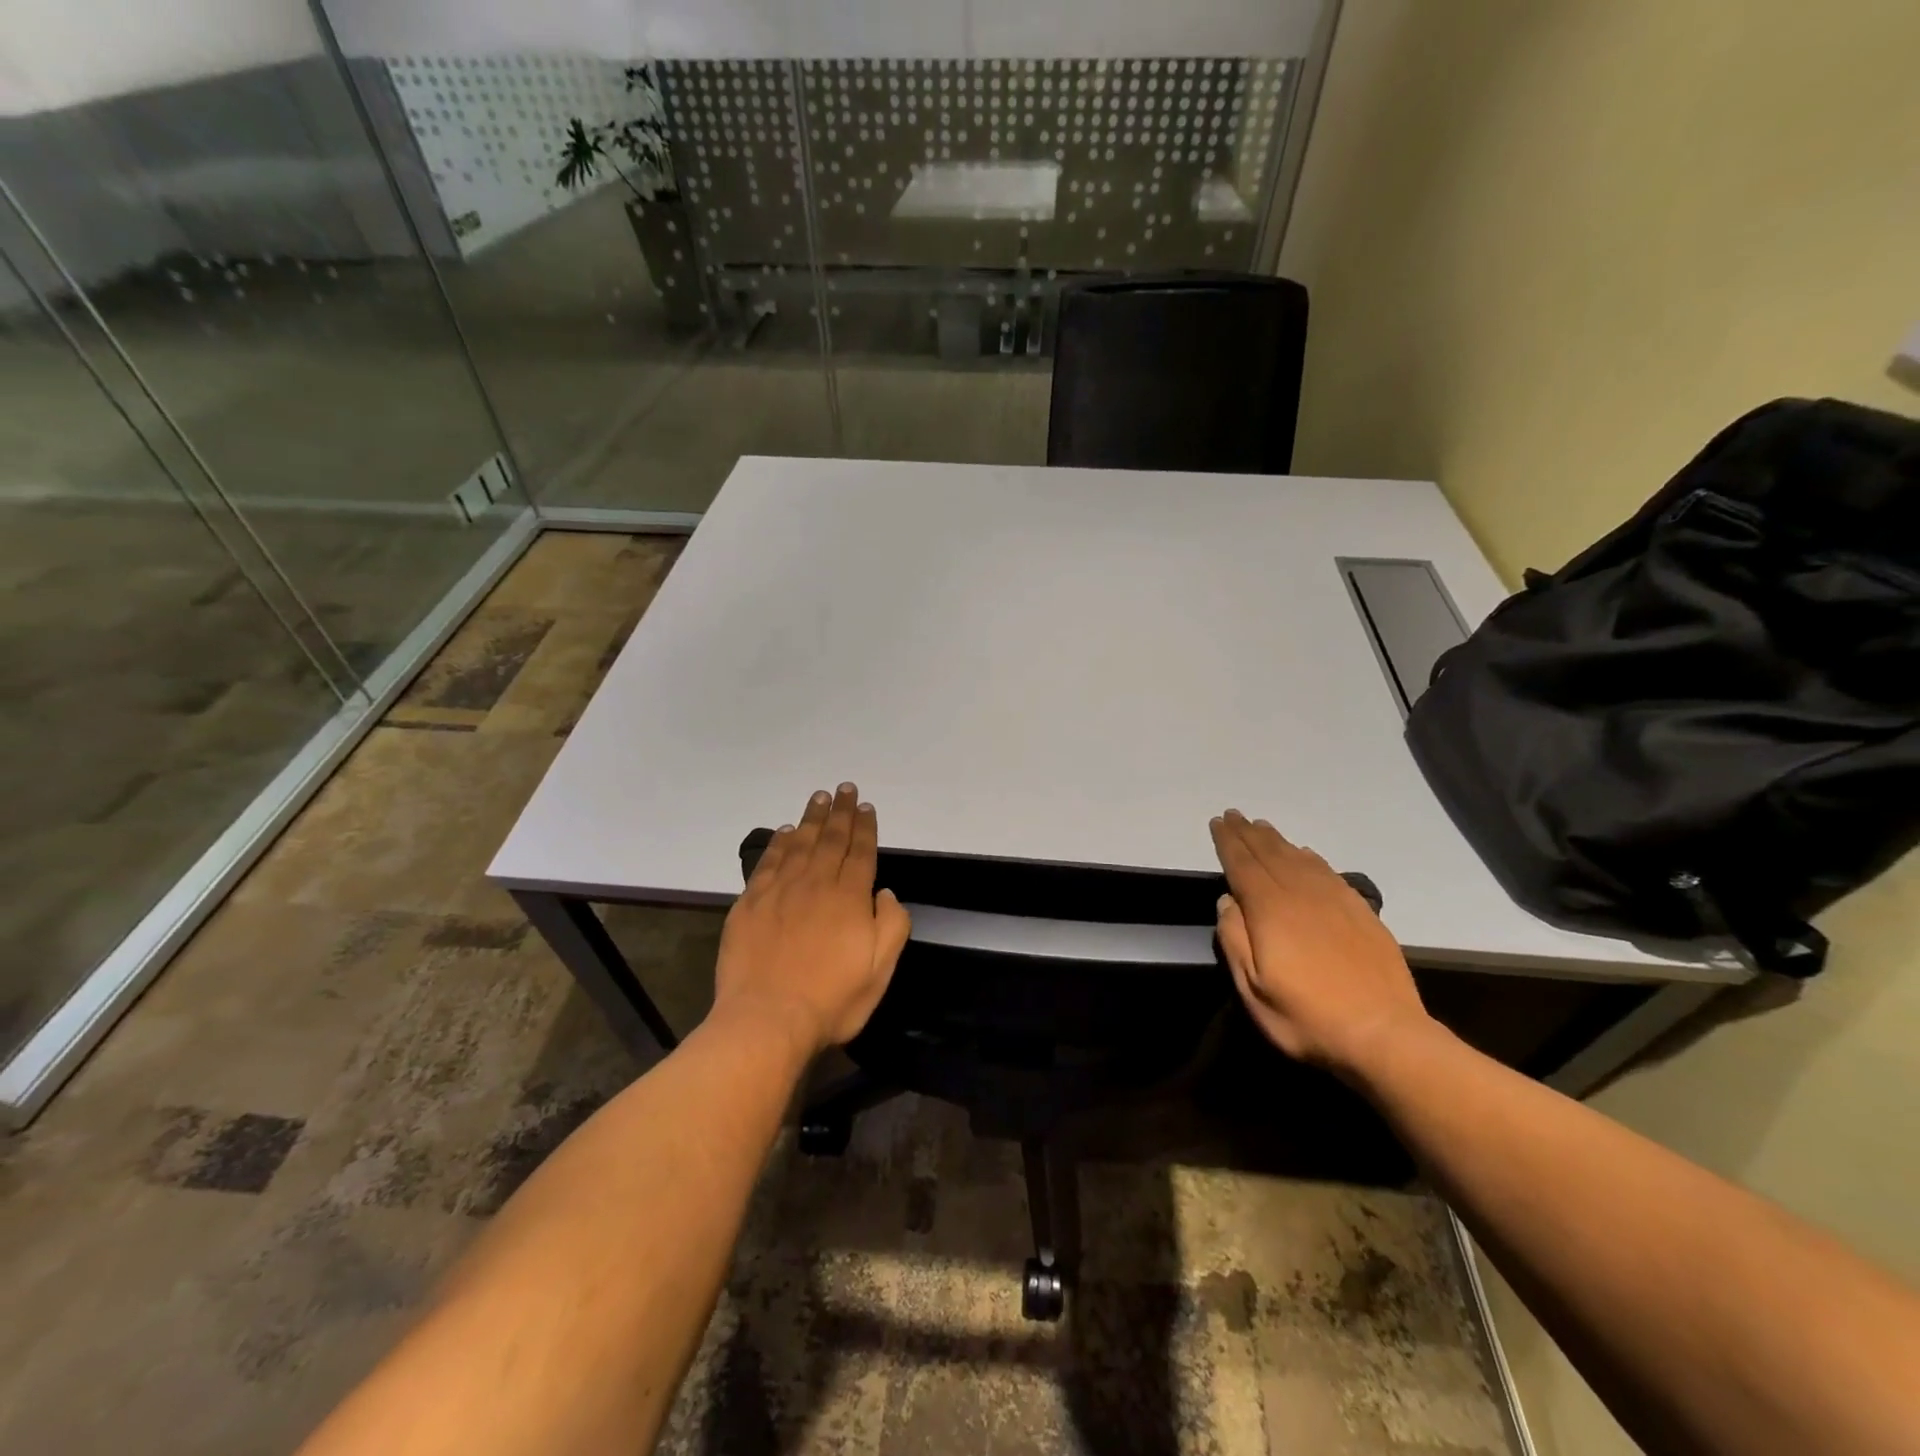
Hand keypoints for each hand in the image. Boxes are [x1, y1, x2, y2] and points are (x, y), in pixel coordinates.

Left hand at [712, 783, 911, 1056]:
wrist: (767, 1020)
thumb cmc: (832, 999)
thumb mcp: (880, 969)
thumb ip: (891, 924)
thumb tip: (885, 892)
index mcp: (849, 898)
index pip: (860, 852)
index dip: (865, 827)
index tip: (866, 806)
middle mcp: (815, 884)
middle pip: (830, 839)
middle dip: (841, 812)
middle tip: (844, 789)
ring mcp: (779, 891)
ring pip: (799, 844)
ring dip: (811, 818)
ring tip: (819, 797)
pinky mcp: (750, 904)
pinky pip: (768, 862)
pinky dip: (779, 843)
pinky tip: (785, 831)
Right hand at [1210, 809, 1430, 1076]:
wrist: (1385, 1035)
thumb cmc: (1307, 1017)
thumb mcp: (1253, 989)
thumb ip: (1234, 940)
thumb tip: (1227, 900)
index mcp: (1270, 910)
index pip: (1243, 865)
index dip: (1228, 842)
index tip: (1217, 822)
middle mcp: (1301, 895)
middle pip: (1269, 854)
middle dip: (1248, 833)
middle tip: (1234, 815)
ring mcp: (1335, 901)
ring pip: (1299, 858)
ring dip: (1276, 840)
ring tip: (1262, 826)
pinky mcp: (1361, 912)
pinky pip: (1329, 872)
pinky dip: (1311, 857)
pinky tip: (1305, 853)